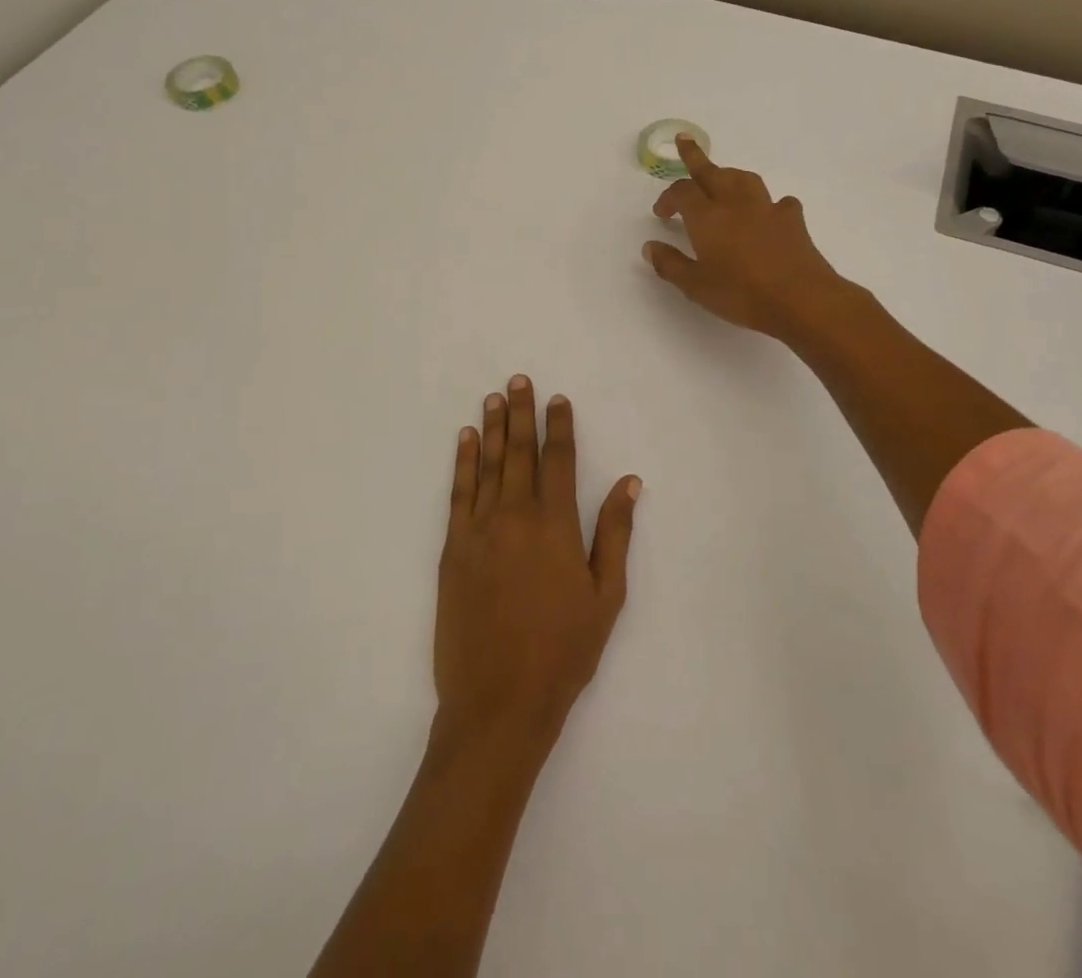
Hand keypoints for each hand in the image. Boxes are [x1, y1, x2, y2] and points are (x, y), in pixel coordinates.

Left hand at [434, 376, 641, 756]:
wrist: (499, 701)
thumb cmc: (563, 651)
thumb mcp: (606, 596)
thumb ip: (615, 533)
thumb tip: (629, 481)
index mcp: (556, 525)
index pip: (558, 460)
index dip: (559, 426)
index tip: (558, 399)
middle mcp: (515, 516)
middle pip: (521, 452)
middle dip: (522, 413)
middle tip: (518, 380)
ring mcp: (479, 530)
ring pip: (489, 465)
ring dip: (493, 428)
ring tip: (494, 397)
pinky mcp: (452, 549)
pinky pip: (458, 493)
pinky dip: (463, 462)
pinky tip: (466, 439)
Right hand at [643, 136, 844, 340]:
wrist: (800, 298)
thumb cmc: (741, 293)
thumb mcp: (695, 286)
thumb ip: (670, 264)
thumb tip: (650, 246)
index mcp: (706, 217)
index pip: (681, 192)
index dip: (668, 198)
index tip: (661, 213)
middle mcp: (734, 203)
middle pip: (712, 171)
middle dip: (695, 156)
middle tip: (684, 141)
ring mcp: (766, 208)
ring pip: (744, 178)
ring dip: (728, 174)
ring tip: (722, 179)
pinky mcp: (792, 219)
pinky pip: (778, 201)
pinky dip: (767, 203)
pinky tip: (768, 213)